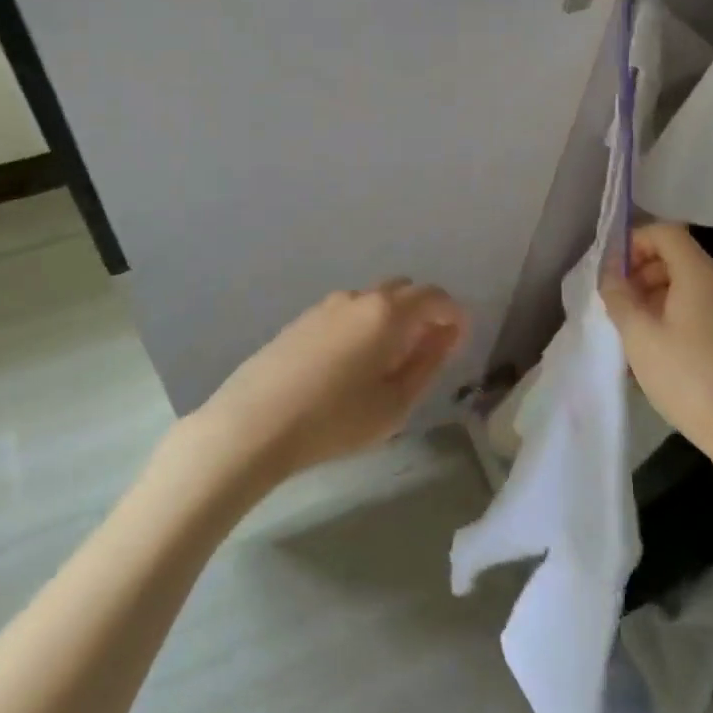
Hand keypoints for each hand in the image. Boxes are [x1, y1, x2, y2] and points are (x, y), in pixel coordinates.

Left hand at [191, 281, 469, 483]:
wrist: (254, 422)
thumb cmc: (335, 419)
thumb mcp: (395, 403)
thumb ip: (428, 363)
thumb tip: (447, 335)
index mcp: (388, 312)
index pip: (436, 297)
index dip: (454, 317)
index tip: (457, 344)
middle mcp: (360, 297)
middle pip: (405, 291)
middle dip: (423, 314)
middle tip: (424, 355)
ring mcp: (327, 305)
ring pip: (374, 301)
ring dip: (391, 320)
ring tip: (385, 366)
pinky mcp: (303, 319)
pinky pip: (348, 313)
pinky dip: (363, 327)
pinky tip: (348, 367)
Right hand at [601, 224, 712, 467]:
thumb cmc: (691, 379)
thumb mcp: (640, 336)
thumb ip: (619, 296)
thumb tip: (610, 273)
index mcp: (700, 275)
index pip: (665, 232)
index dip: (634, 242)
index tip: (610, 272)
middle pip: (675, 257)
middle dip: (639, 271)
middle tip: (614, 302)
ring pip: (684, 287)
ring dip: (651, 297)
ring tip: (628, 330)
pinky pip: (696, 312)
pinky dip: (669, 318)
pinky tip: (652, 353)